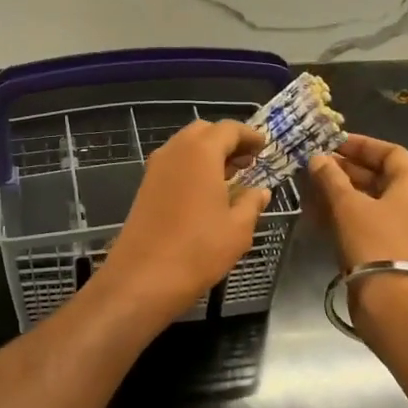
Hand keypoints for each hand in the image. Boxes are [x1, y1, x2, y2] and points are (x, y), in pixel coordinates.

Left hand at [99, 119, 269, 324]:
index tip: (264, 146)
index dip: (249, 136)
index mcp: (201, 152)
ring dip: (208, 154)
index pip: (229, 129)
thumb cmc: (198, 250)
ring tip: (230, 177)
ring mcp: (155, 169)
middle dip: (227, 141)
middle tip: (247, 161)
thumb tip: (260, 191)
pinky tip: (206, 193)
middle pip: (203, 132)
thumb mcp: (238, 229)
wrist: (143, 277)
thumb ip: (251, 203)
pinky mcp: (144, 188)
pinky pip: (173, 165)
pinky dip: (192, 168)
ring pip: (185, 147)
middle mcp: (174, 152)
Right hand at [308, 134, 407, 270]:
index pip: (390, 152)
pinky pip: (363, 222)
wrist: (392, 299)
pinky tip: (316, 214)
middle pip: (378, 176)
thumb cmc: (374, 242)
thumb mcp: (348, 205)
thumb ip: (331, 178)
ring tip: (309, 188)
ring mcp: (399, 228)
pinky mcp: (385, 250)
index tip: (332, 143)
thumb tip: (317, 158)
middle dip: (345, 170)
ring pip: (367, 201)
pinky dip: (342, 215)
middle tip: (314, 166)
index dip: (361, 145)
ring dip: (339, 193)